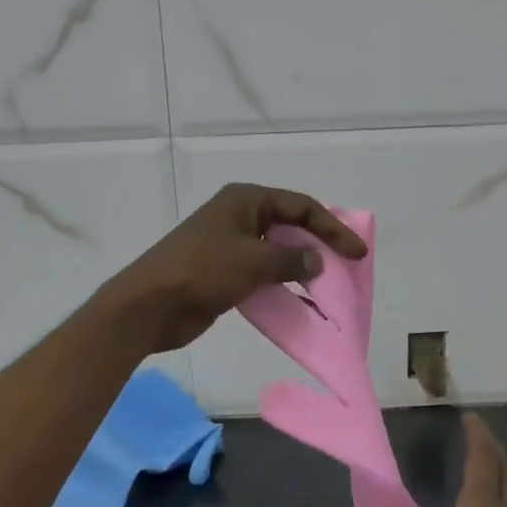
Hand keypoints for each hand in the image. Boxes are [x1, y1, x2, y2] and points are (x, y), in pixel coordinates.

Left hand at [103, 184, 367, 353]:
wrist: (150, 305)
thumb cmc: (202, 272)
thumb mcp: (253, 261)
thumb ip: (290, 259)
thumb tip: (315, 261)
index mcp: (245, 200)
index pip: (300, 206)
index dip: (332, 228)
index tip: (356, 253)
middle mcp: (239, 216)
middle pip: (289, 225)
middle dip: (318, 244)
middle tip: (346, 265)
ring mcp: (229, 244)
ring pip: (276, 251)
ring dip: (300, 266)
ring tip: (327, 285)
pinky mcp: (223, 271)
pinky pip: (262, 272)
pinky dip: (281, 283)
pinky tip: (298, 299)